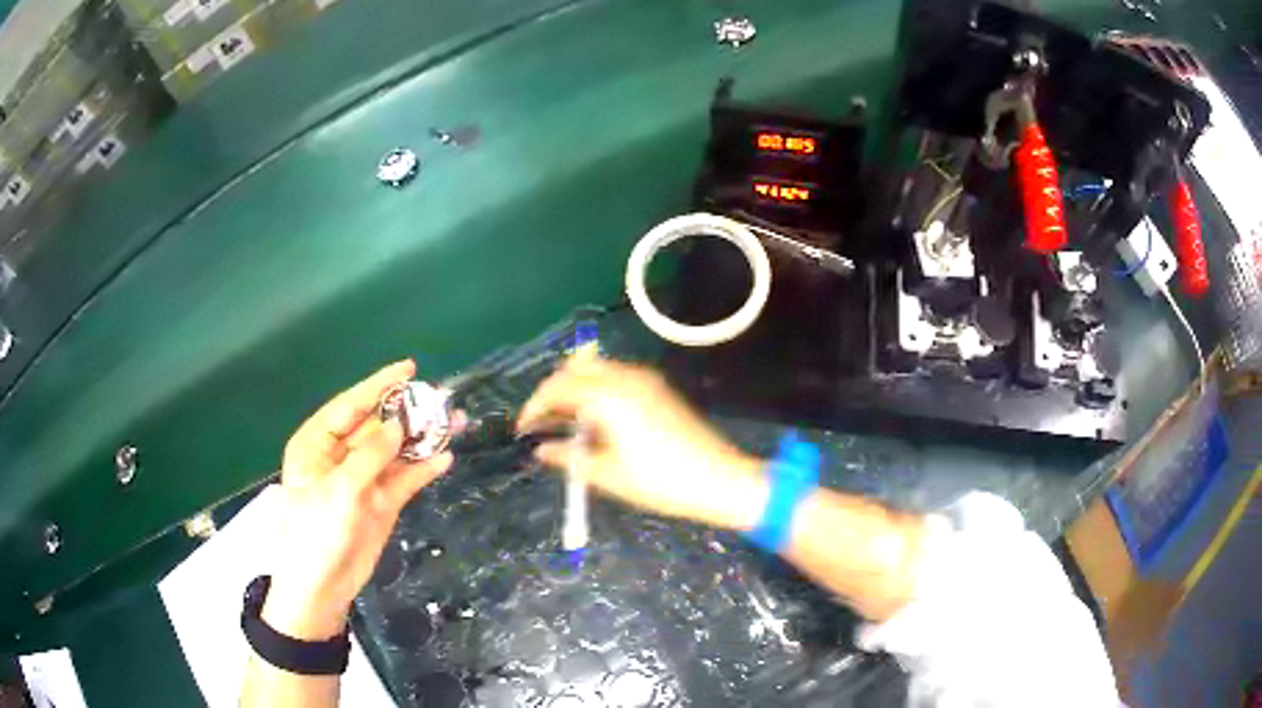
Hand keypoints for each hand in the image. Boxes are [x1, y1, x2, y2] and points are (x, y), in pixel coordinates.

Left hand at [264, 361, 452, 639]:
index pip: (350, 405)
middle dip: (406, 412)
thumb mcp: (341, 489)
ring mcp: (362, 480)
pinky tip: (444, 458)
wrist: (323, 586)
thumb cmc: (317, 532)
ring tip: (453, 423)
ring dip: (421, 439)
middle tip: (440, 398)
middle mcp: (339, 456)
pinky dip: (423, 469)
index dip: (379, 385)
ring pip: (394, 451)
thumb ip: (371, 455)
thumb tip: (400, 424)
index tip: (410, 368)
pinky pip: (404, 480)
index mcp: (317, 444)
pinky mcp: (380, 503)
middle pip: (376, 426)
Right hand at [518, 359, 766, 530]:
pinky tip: (593, 419)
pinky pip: (614, 377)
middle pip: (573, 369)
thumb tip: (541, 450)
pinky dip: (595, 389)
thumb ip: (568, 458)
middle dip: (552, 391)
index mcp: (607, 396)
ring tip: (564, 423)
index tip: (522, 428)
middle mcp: (623, 377)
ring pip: (594, 369)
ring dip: (574, 388)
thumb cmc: (658, 481)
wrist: (718, 479)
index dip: (534, 406)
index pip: (556, 388)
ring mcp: (644, 379)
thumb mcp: (606, 474)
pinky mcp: (657, 387)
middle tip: (541, 422)